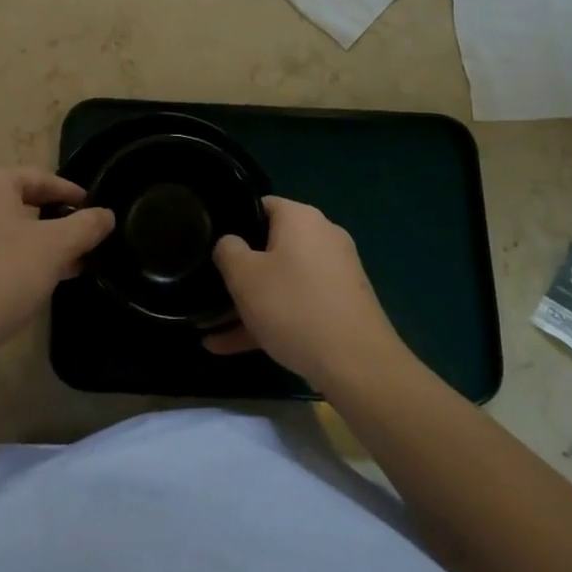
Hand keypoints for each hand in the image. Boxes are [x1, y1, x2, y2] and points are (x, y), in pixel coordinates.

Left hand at [0, 168, 113, 377]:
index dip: (71, 193)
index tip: (95, 210)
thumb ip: (85, 226)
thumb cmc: (4, 274)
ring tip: (73, 265)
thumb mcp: (55, 247)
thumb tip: (106, 214)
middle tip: (86, 241)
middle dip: (58, 222)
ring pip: (10, 229)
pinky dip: (19, 258)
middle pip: (24, 202)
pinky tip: (42, 281)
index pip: (40, 177)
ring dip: (42, 244)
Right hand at [204, 196, 404, 387]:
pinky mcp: (342, 306)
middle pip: (270, 246)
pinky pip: (297, 305)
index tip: (212, 244)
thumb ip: (228, 250)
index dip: (233, 222)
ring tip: (213, 330)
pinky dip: (271, 320)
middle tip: (212, 289)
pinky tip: (233, 347)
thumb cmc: (294, 307)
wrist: (359, 366)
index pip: (260, 206)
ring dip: (250, 303)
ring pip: (282, 282)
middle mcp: (323, 237)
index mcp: (301, 218)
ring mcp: (336, 274)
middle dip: (240, 271)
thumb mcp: (244, 276)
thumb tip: (230, 244)